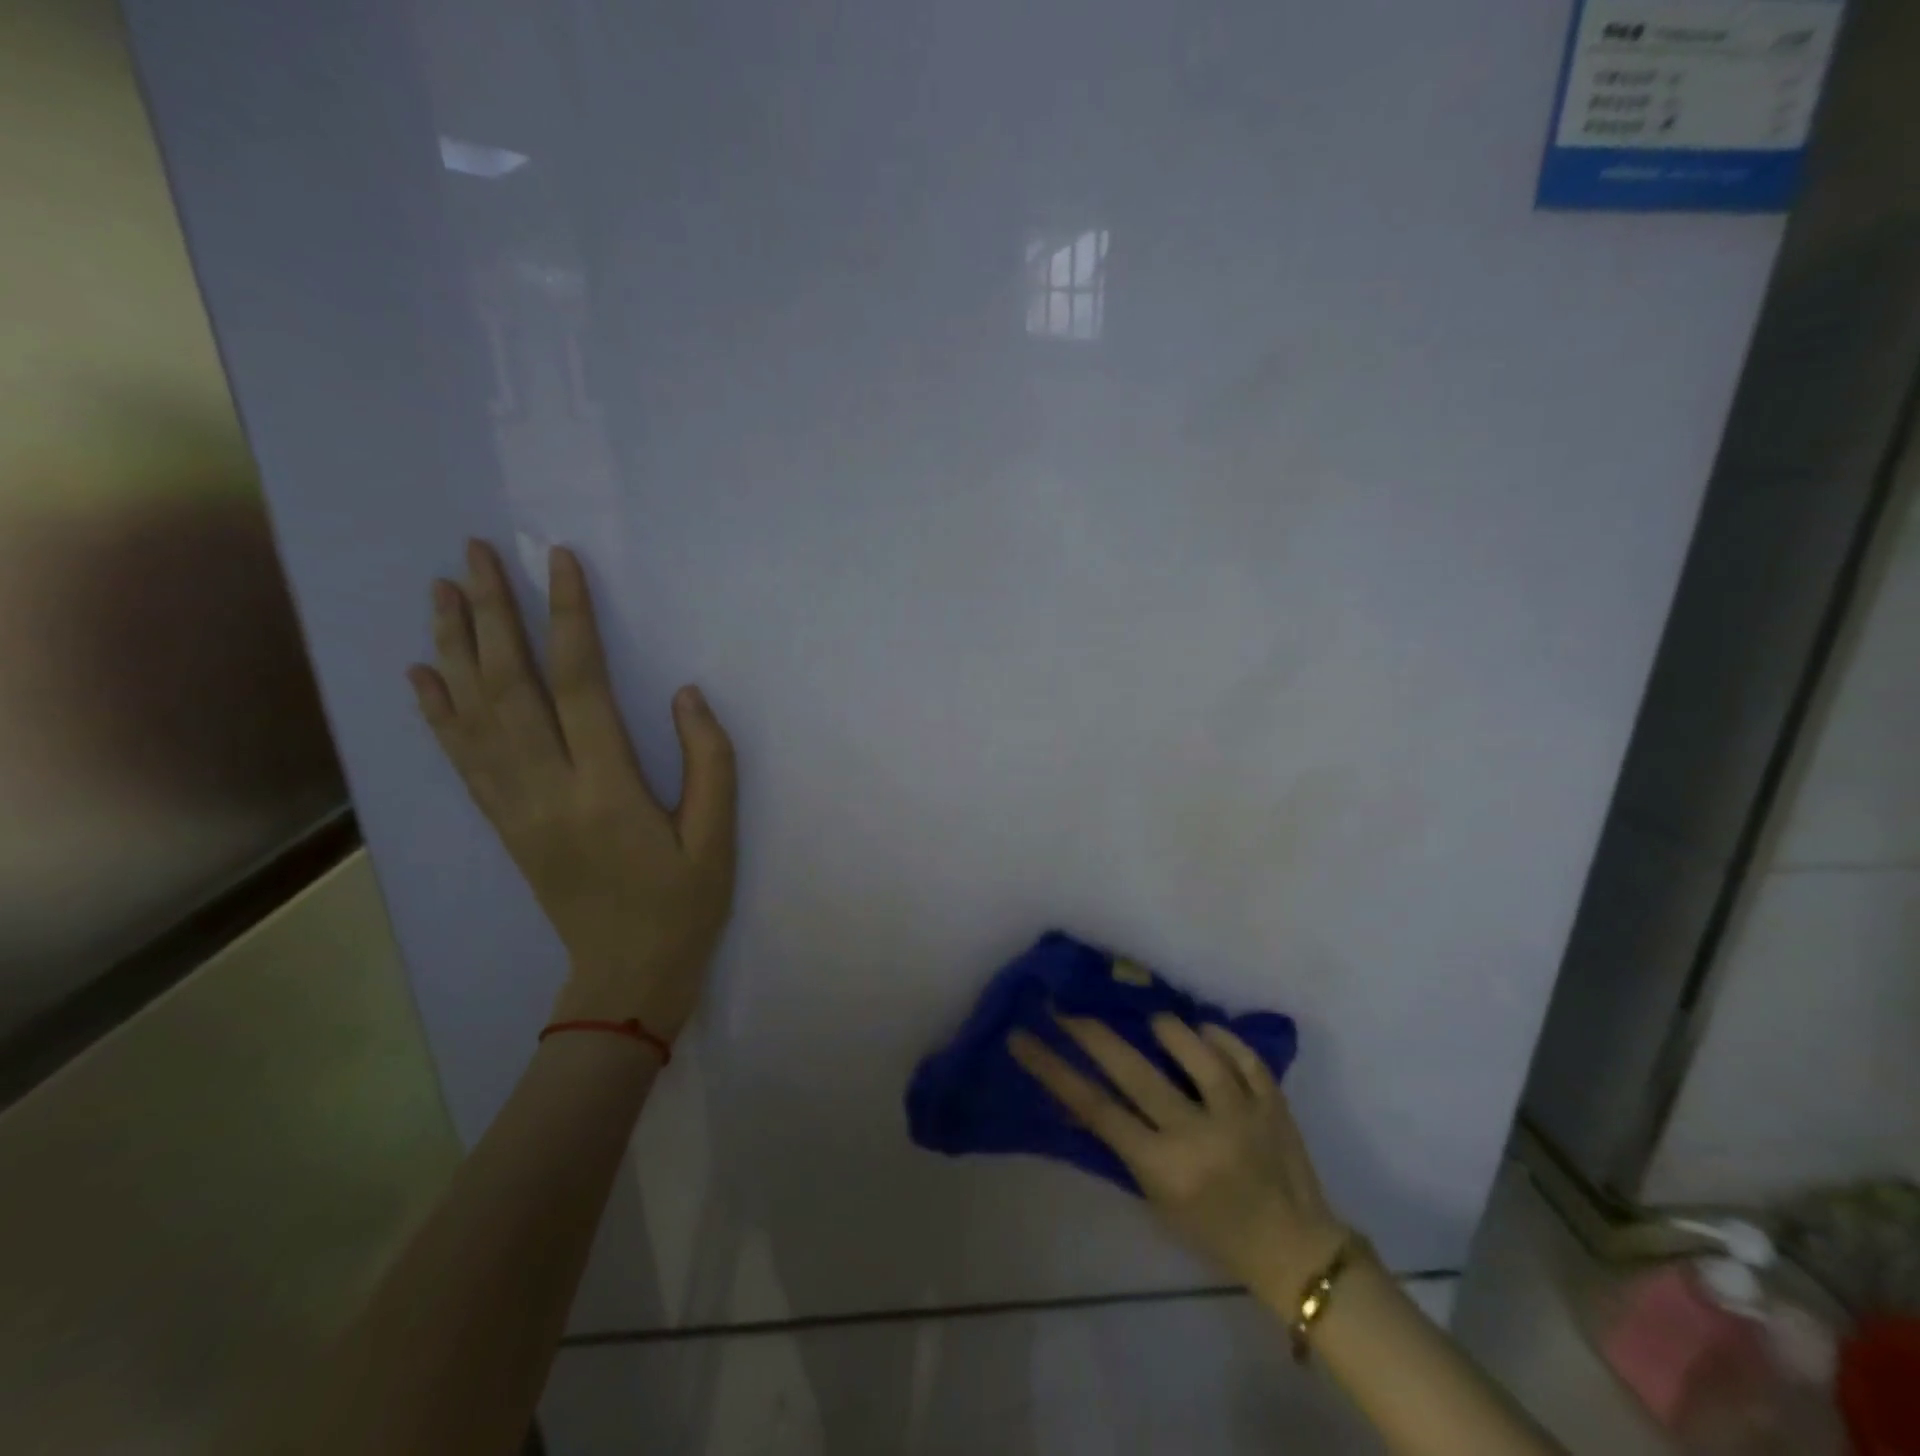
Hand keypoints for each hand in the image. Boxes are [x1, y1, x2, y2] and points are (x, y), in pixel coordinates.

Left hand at [407, 539, 736, 1038]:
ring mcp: (516, 808)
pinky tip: (422, 674)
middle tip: (475, 554)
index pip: (580, 685)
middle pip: (510, 688)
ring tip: (442, 592)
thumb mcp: (717, 838)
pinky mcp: (504, 824)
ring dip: (455, 649)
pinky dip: (438, 713)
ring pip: (474, 716)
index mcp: (606, 790)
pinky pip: (462, 760)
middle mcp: (547, 790)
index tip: (559, 563)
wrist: (626, 974)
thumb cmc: (683, 903)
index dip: (569, 619)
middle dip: (493, 615)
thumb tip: (685, 695)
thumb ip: (709, 761)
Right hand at [1010, 1016, 1348, 1298]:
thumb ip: (1123, 1145)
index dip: (1053, 1068)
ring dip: (1164, 1027)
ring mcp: (1241, 1113)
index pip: (1095, 1108)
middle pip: (1134, 1069)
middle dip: (1091, 1031)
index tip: (1022, 1037)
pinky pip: (1241, 1053)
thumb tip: (1079, 1097)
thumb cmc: (1214, 1232)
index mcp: (1164, 1168)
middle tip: (1065, 1004)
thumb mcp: (1156, 1198)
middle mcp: (1199, 1134)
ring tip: (1149, 1019)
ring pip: (1194, 1050)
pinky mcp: (1273, 1100)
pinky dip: (1218, 1036)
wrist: (1295, 1252)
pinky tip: (1202, 1031)